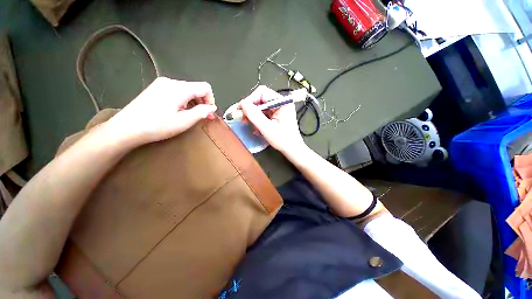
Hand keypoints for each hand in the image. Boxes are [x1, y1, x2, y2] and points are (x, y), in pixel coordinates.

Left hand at [105, 77, 216, 146]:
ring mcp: (161, 84)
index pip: (205, 88)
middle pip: (196, 88)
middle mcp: (171, 82)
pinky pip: (177, 91)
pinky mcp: (156, 88)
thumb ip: (201, 112)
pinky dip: (184, 100)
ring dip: (193, 102)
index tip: (209, 113)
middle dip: (202, 102)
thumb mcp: (184, 121)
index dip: (211, 100)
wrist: (126, 128)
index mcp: (179, 88)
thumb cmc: (157, 126)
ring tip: (190, 115)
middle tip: (203, 117)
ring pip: (187, 90)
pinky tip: (178, 111)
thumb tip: (212, 108)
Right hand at [240, 86, 306, 154]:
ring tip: (251, 125)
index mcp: (282, 102)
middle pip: (260, 99)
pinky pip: (264, 113)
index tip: (240, 110)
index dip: (249, 100)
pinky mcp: (277, 115)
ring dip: (254, 116)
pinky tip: (257, 128)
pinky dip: (258, 120)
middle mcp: (281, 103)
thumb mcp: (267, 128)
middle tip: (243, 119)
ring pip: (261, 107)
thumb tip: (243, 104)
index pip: (262, 93)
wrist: (292, 149)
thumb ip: (254, 115)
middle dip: (251, 109)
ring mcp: (279, 109)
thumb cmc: (283, 140)